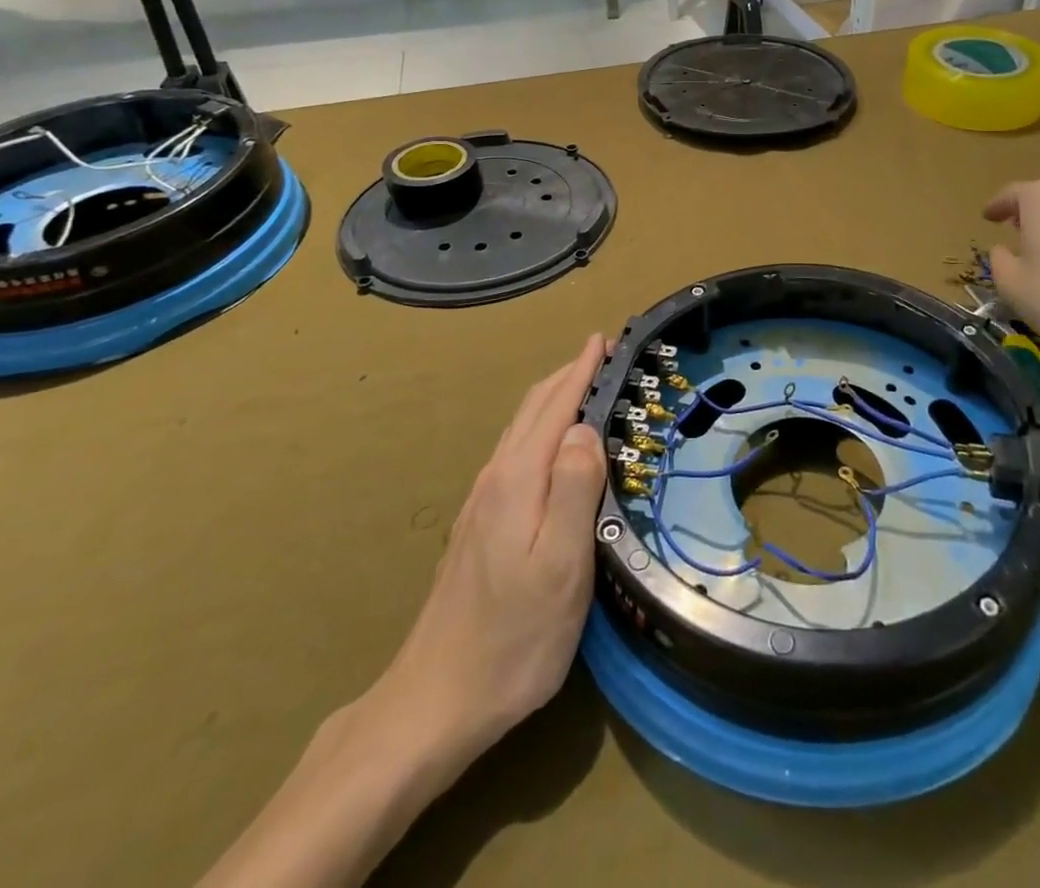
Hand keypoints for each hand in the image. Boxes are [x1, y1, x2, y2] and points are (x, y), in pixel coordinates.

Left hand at [197, 337, 611, 887]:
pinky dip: (542, 426)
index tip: (604, 339)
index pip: (556, 407)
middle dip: (568, 374)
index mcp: (517, 479)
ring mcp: (483, 500)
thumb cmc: (513, 638)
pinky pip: (516, 450)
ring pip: (522, 428)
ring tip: (583, 384)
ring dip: (554, 397)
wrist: (436, 700)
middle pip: (534, 409)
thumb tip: (585, 428)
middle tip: (603, 353)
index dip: (581, 371)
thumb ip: (573, 491)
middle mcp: (496, 477)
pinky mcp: (480, 523)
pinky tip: (553, 443)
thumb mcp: (560, 567)